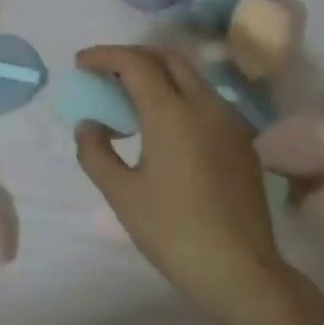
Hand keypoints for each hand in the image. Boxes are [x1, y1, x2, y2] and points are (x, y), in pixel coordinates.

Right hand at [73, 45, 310, 324]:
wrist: (239, 268)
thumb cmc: (172, 231)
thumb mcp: (122, 194)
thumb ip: (96, 153)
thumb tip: (89, 125)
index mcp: (172, 113)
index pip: (135, 63)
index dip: (105, 55)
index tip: (81, 63)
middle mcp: (205, 105)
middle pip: (168, 58)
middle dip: (133, 56)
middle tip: (105, 74)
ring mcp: (230, 121)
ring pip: (191, 77)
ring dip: (158, 74)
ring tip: (130, 98)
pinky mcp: (242, 141)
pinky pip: (206, 100)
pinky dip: (179, 95)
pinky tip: (164, 125)